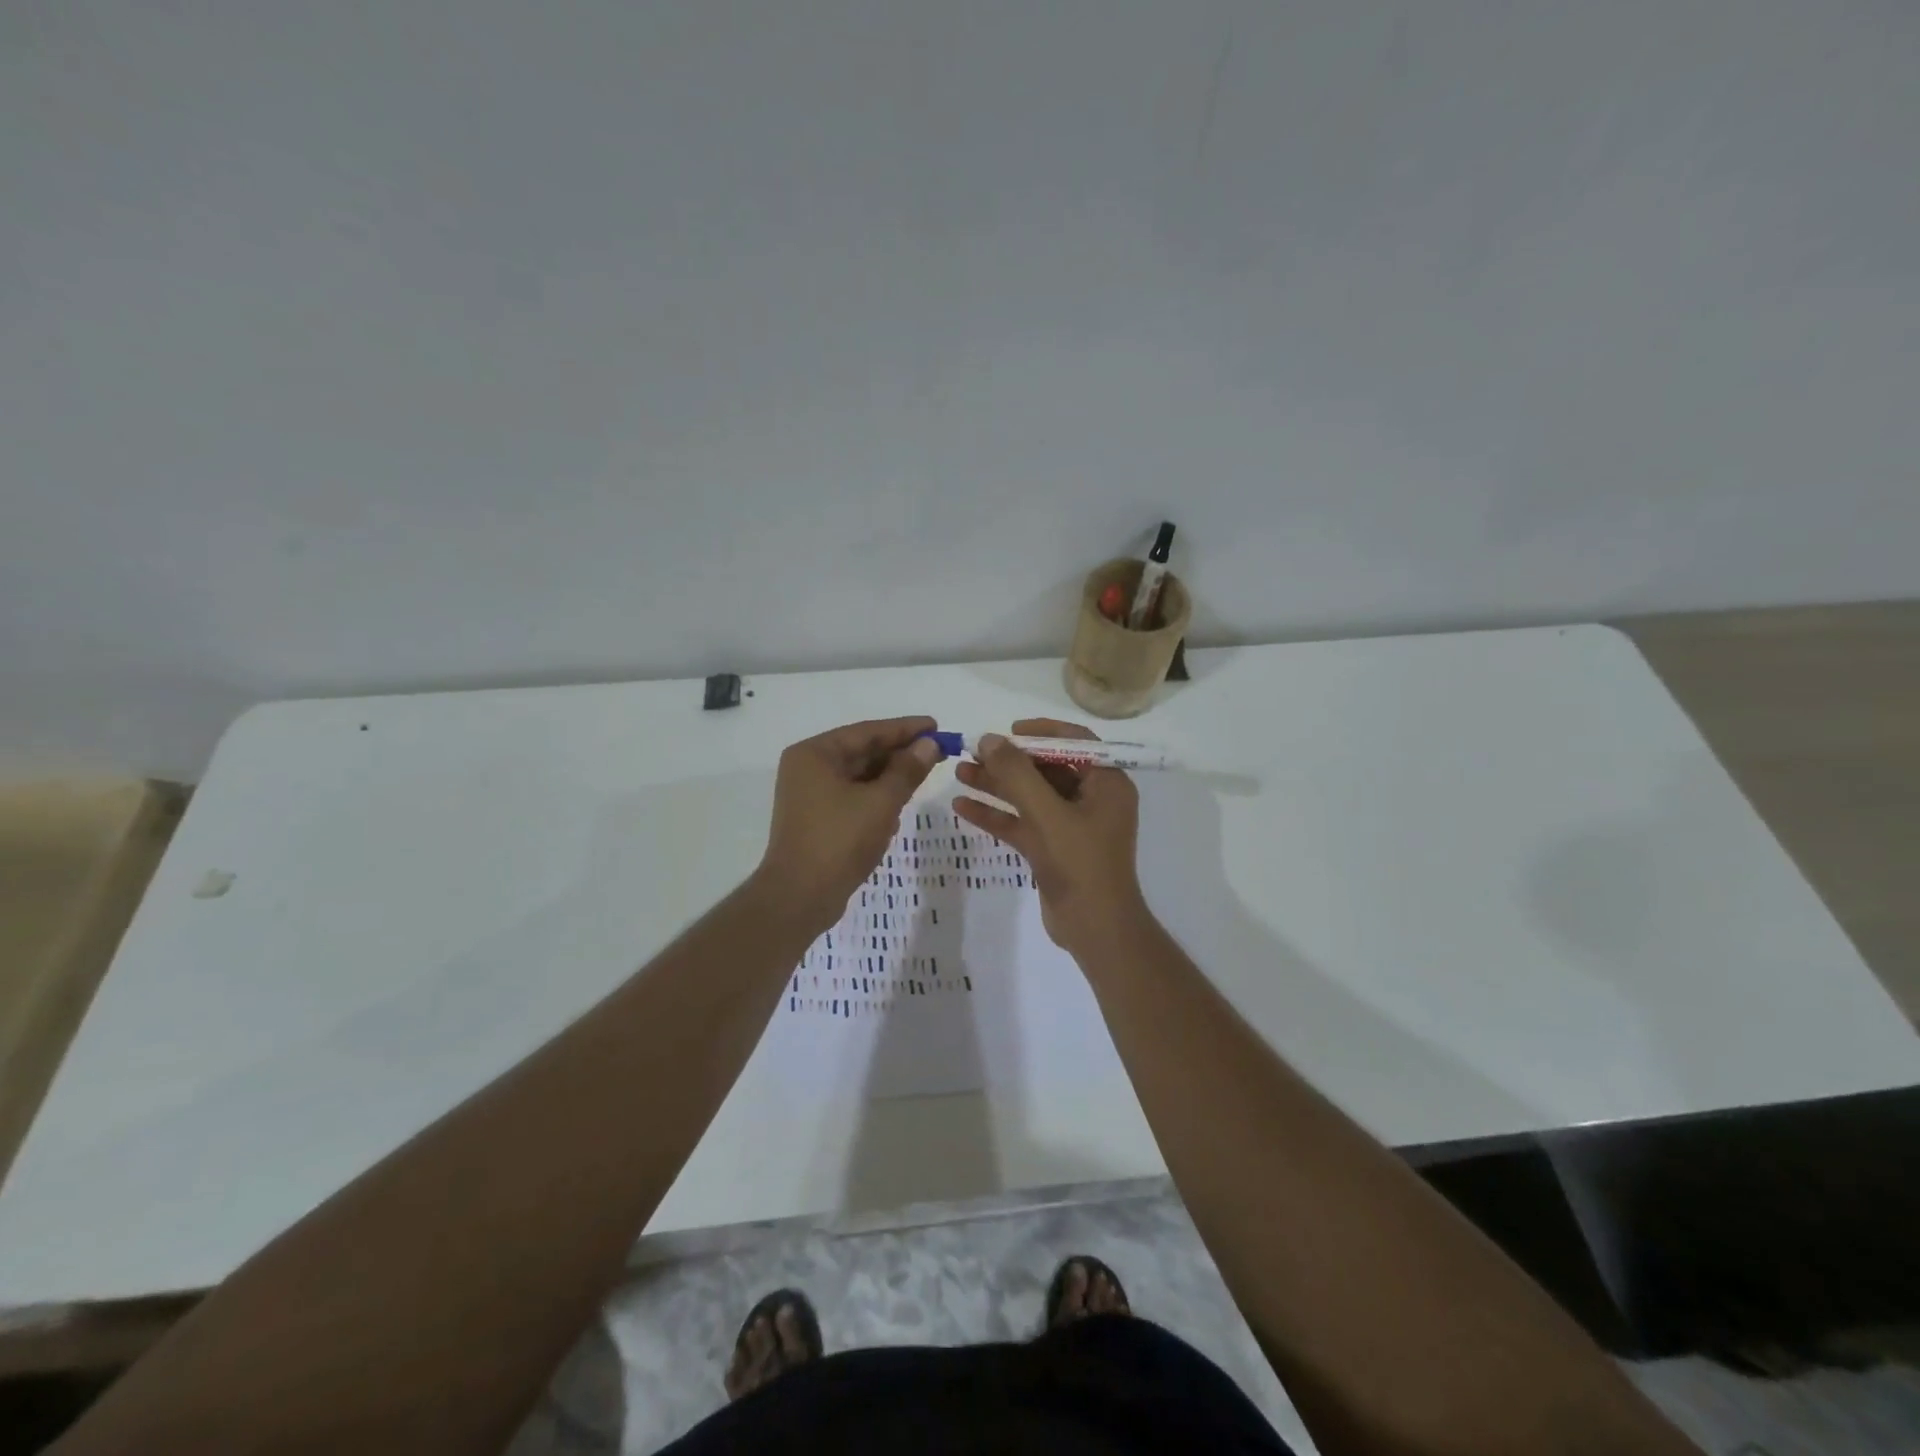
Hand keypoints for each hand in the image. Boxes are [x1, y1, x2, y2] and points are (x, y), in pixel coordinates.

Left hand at [754, 716, 941, 932]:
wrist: (800, 897)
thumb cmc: (839, 841)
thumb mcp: (881, 802)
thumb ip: (907, 770)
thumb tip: (929, 744)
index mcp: (815, 754)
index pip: (868, 732)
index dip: (905, 729)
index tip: (936, 726)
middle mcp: (808, 768)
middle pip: (862, 752)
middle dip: (899, 753)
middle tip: (938, 751)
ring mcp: (810, 795)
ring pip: (859, 776)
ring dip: (890, 776)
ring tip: (925, 773)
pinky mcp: (817, 819)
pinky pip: (853, 797)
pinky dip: (876, 797)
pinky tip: (900, 803)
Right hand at [951, 718, 1146, 953]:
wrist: (1095, 929)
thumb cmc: (1080, 864)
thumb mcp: (1047, 814)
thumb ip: (1017, 774)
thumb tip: (989, 739)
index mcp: (1106, 783)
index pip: (1075, 742)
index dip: (1040, 732)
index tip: (1006, 732)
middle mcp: (1092, 799)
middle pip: (1046, 768)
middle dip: (1008, 761)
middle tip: (972, 752)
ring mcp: (1071, 825)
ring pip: (1030, 796)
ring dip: (996, 785)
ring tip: (958, 773)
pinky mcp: (1053, 848)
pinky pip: (1023, 823)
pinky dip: (997, 814)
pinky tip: (962, 807)